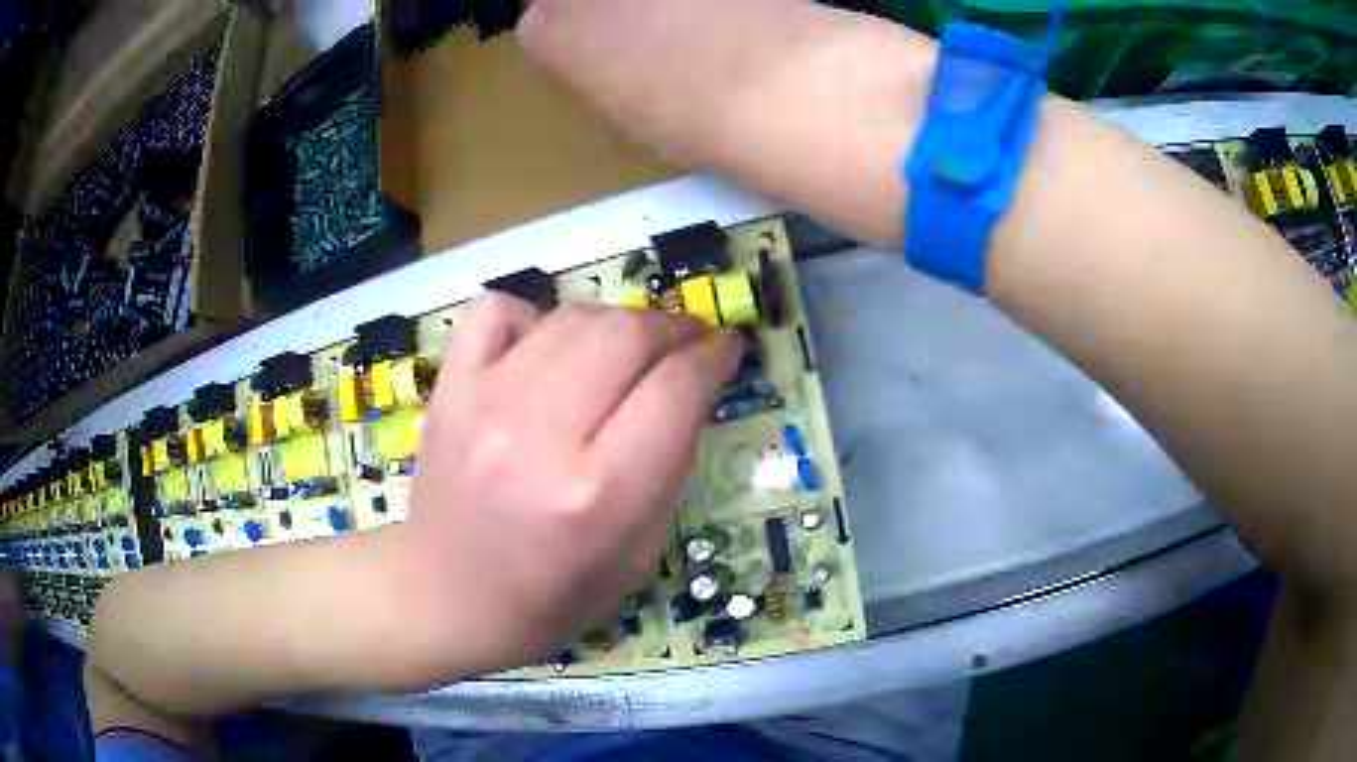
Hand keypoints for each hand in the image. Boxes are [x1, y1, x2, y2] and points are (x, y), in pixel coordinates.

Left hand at [401, 294, 742, 671]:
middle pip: (626, 335)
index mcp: (597, 495)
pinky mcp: (449, 388)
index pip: (675, 389)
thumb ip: (672, 468)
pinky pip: (498, 310)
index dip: (712, 358)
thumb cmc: (550, 596)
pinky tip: (548, 350)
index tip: (726, 350)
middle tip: (689, 343)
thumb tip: (691, 391)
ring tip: (632, 347)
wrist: (446, 596)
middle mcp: (539, 438)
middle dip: (673, 329)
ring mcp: (483, 403)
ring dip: (618, 322)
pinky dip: (536, 317)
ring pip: (572, 317)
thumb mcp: (638, 556)